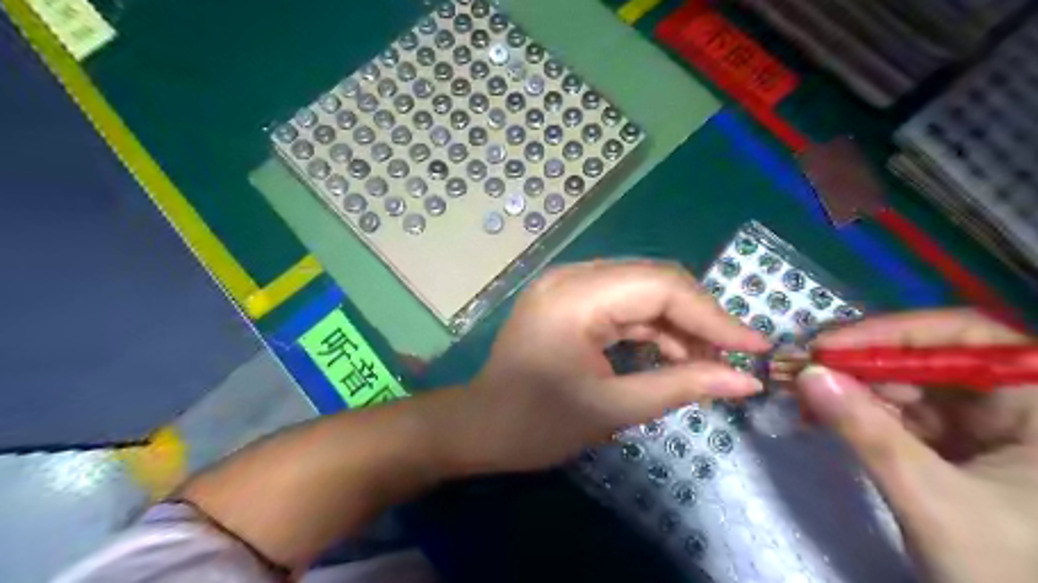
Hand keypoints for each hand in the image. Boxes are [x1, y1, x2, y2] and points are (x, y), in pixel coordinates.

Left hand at [450, 260, 765, 472]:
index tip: (756, 347)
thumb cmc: (536, 425)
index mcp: (575, 297)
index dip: (714, 315)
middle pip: (654, 281)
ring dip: (677, 323)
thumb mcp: (612, 409)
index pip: (661, 287)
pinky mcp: (568, 299)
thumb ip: (681, 387)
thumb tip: (746, 380)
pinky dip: (651, 327)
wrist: (479, 426)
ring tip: (709, 361)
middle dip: (699, 317)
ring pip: (641, 290)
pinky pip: (622, 302)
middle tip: (734, 357)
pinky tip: (674, 353)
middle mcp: (571, 277)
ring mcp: (567, 284)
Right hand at [796, 309, 1037, 582]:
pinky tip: (829, 412)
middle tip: (807, 366)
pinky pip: (906, 414)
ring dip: (857, 386)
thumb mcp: (932, 499)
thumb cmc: (1006, 571)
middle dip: (864, 361)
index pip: (968, 337)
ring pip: (914, 385)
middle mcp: (1018, 405)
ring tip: (808, 390)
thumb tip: (808, 375)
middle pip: (933, 359)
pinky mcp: (961, 448)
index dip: (895, 332)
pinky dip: (864, 412)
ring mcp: (989, 428)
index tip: (830, 345)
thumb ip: (867, 433)